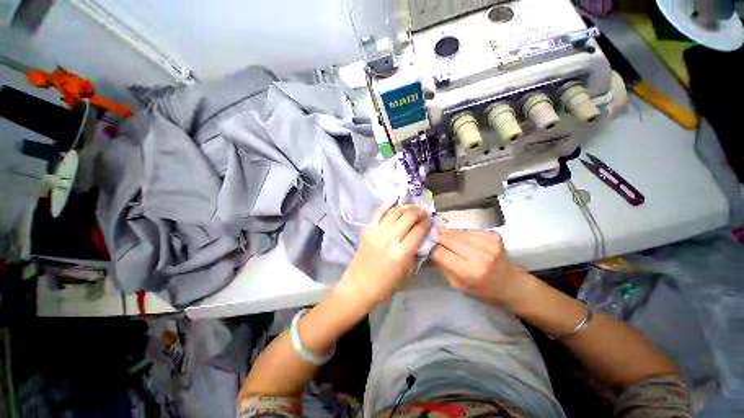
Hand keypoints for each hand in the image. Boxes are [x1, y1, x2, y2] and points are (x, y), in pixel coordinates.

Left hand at [336, 203, 431, 310]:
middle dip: (419, 212)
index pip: (418, 231)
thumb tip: (422, 239)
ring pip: (394, 212)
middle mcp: (390, 239)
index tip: (430, 220)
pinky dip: (387, 204)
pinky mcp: (368, 230)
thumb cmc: (385, 285)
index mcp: (401, 253)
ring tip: (413, 208)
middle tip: (424, 212)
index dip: (426, 223)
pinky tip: (395, 200)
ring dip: (406, 207)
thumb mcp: (406, 274)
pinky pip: (378, 213)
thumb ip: (415, 255)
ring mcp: (377, 232)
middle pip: (408, 218)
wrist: (359, 286)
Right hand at [431, 229, 534, 306]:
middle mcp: (480, 254)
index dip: (431, 248)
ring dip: (448, 236)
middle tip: (432, 240)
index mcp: (470, 272)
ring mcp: (488, 242)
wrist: (513, 285)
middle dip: (437, 238)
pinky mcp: (493, 234)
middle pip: (447, 237)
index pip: (439, 252)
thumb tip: (429, 248)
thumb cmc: (483, 291)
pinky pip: (467, 230)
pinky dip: (461, 235)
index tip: (426, 247)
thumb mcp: (458, 285)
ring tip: (448, 242)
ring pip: (456, 232)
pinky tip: (464, 242)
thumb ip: (443, 265)